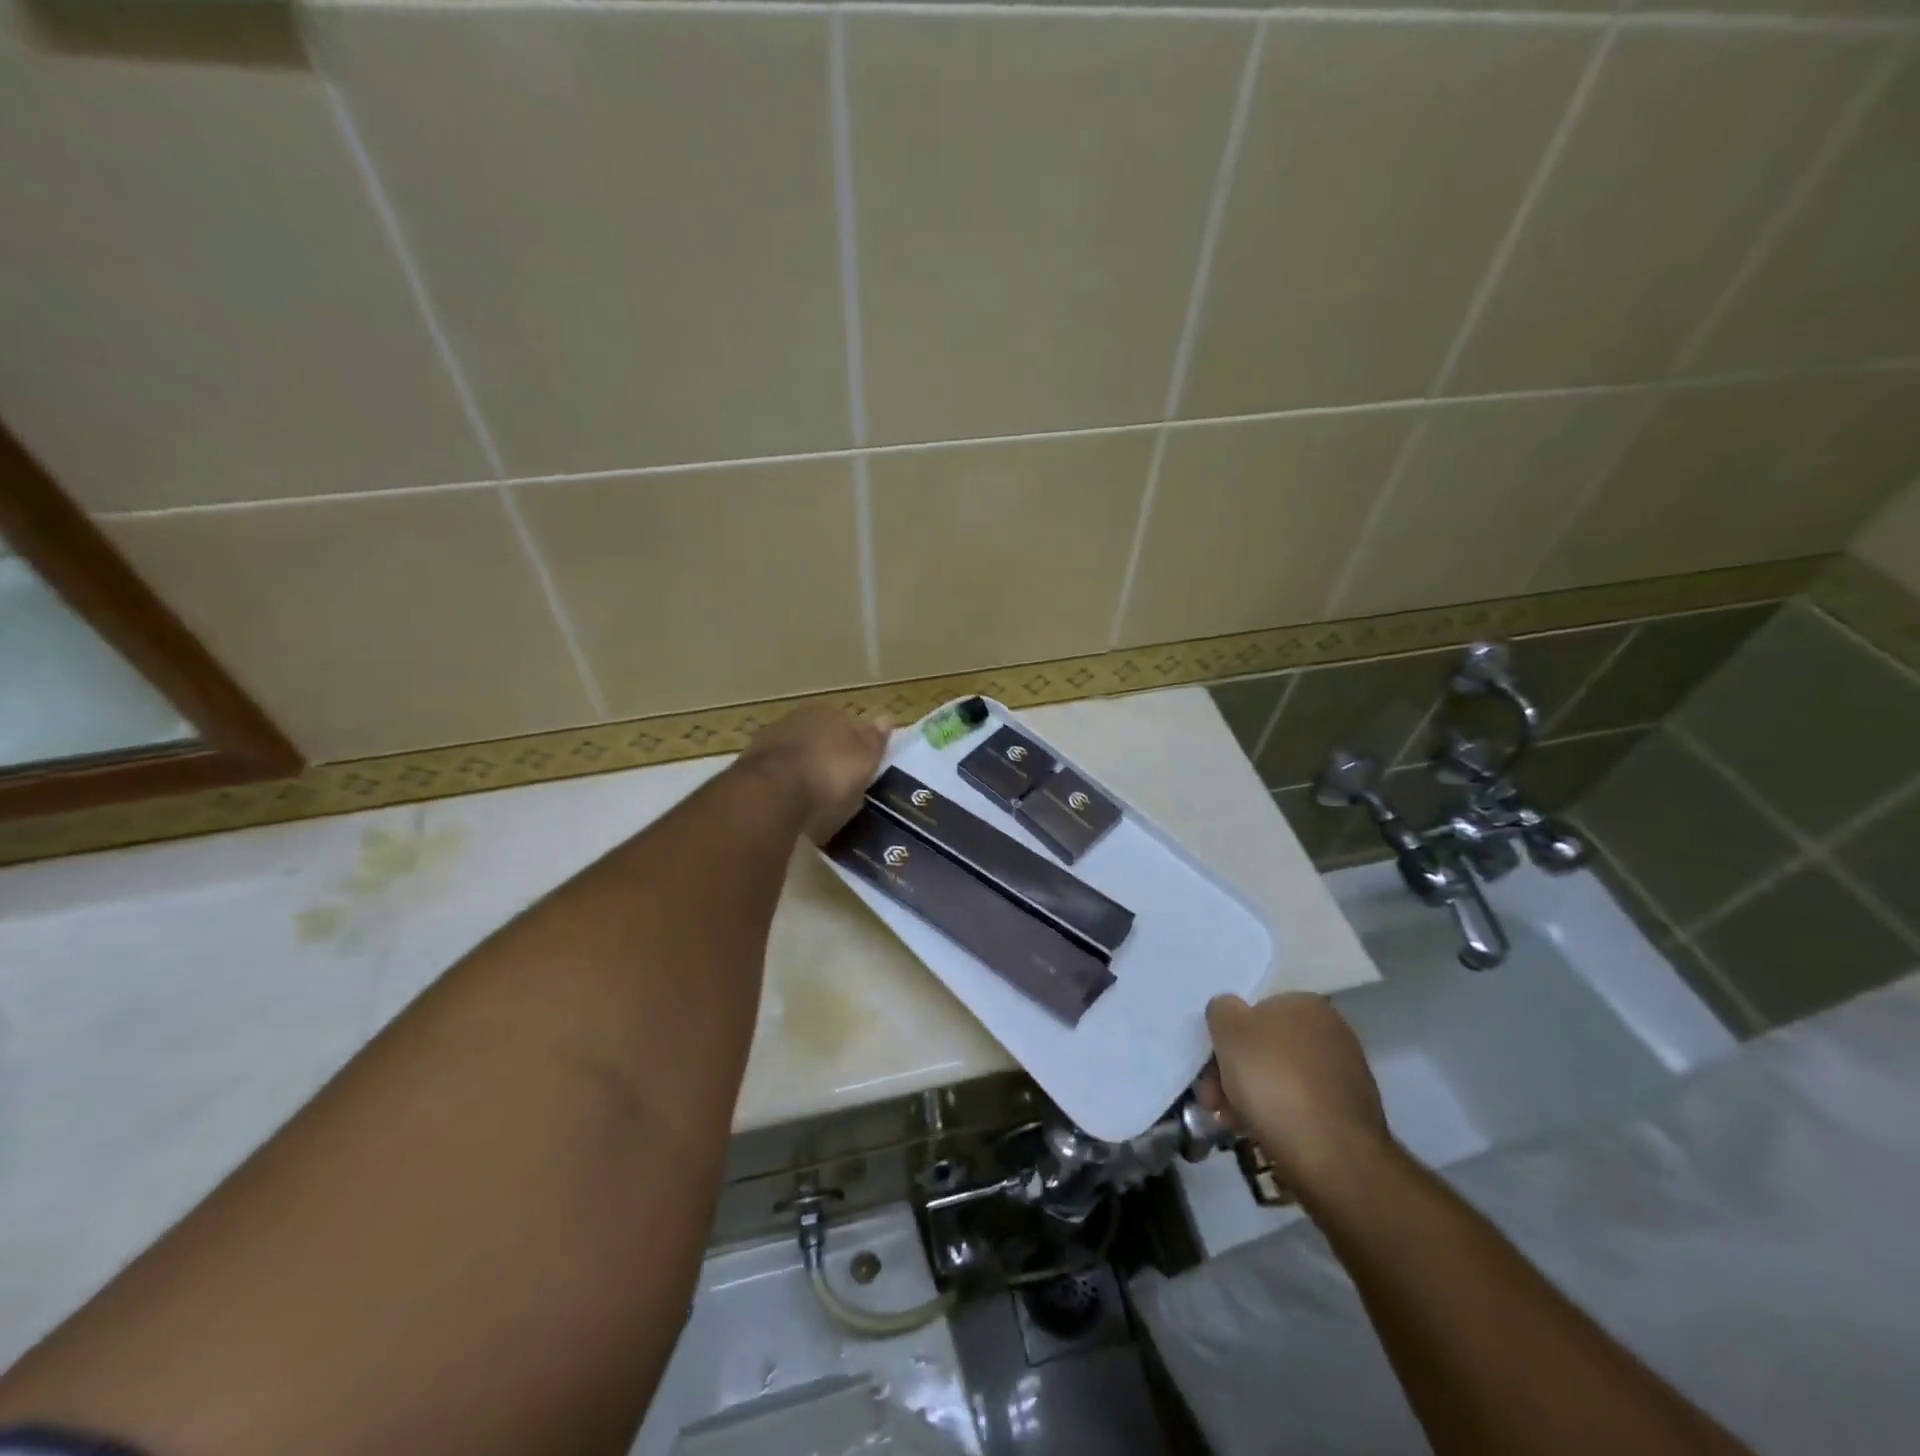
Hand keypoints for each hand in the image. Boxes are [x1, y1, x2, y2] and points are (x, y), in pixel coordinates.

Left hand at [740, 706, 891, 843]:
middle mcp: (796, 719)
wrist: (772, 794)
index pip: (848, 723)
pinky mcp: (749, 768)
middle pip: (819, 737)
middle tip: (839, 783)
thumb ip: (875, 739)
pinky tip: (793, 804)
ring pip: (796, 754)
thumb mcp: (864, 759)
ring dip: (804, 769)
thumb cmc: (829, 774)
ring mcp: (769, 742)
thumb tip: (888, 718)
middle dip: (828, 755)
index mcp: (827, 712)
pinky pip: (777, 776)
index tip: (862, 767)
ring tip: (816, 797)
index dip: (857, 745)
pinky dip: (785, 786)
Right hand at [1200, 992, 1391, 1192]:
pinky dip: (1279, 1117)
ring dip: (1250, 1097)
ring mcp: (1345, 1075)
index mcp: (1306, 1004)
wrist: (1334, 1156)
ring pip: (1280, 1079)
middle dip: (1234, 1072)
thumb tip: (1229, 1013)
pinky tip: (1262, 1135)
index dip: (1226, 1038)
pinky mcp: (1350, 1115)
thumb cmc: (1274, 1081)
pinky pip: (1302, 1107)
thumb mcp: (1229, 1030)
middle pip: (1266, 1047)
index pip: (1255, 1011)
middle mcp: (1332, 1032)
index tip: (1209, 1068)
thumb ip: (1222, 1010)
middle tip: (1213, 1101)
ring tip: (1231, 1124)